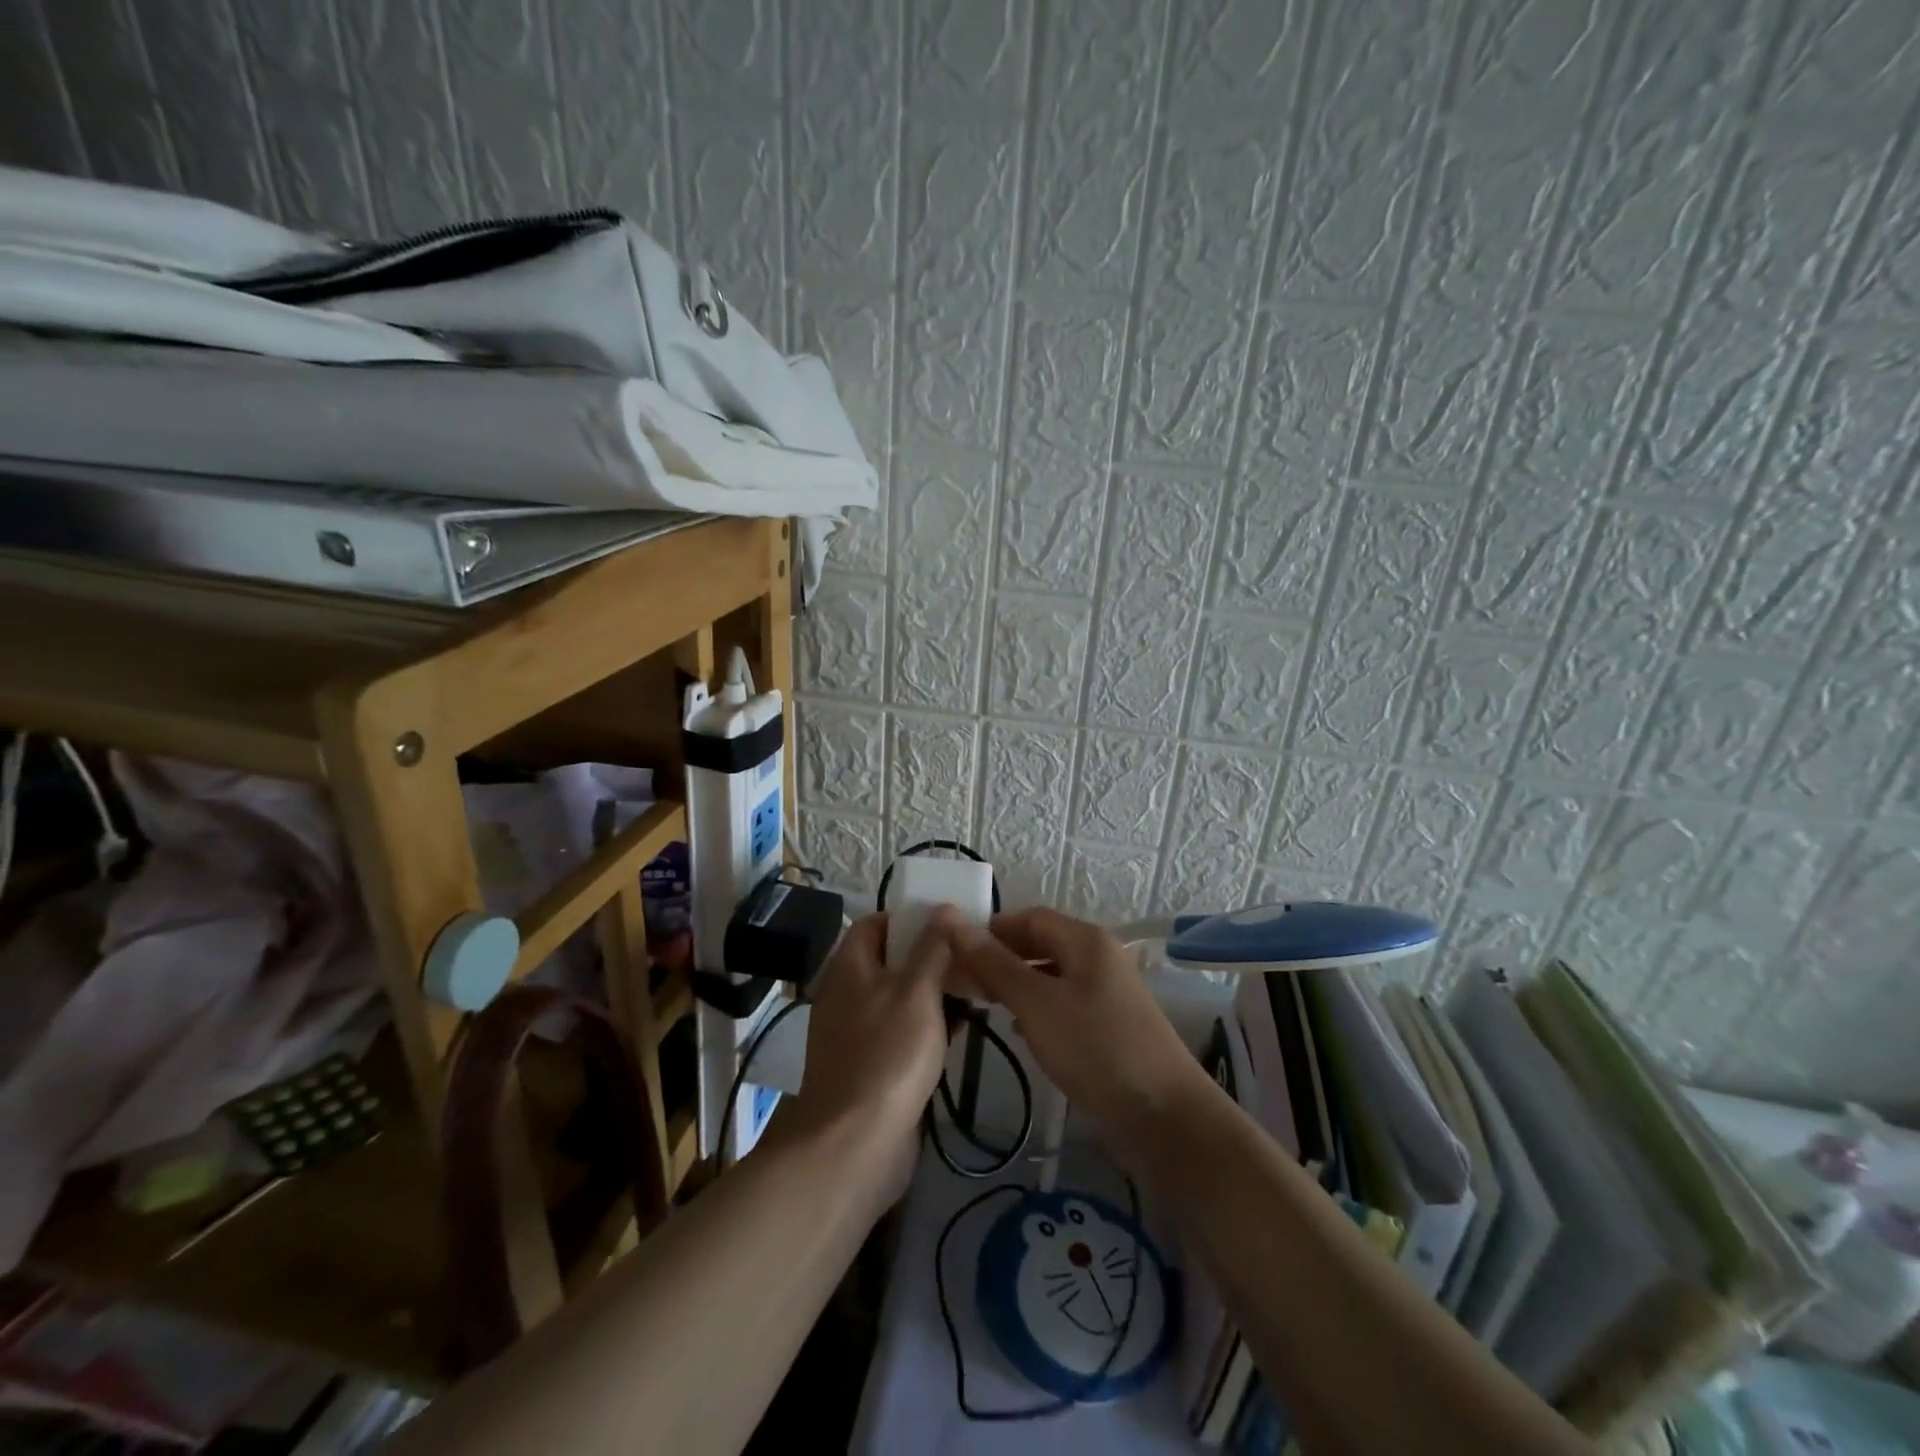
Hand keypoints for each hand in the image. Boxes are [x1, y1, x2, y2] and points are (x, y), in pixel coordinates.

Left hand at [785, 914, 951, 1197]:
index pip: (876, 923)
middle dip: (930, 955)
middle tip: (972, 955)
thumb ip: (932, 948)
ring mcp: (859, 1032)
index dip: (910, 917)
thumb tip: (943, 908)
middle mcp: (849, 993)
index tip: (949, 921)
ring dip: (934, 992)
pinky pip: (902, 1032)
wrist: (855, 1144)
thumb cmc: (887, 1055)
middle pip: (891, 960)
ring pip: (901, 998)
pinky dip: (929, 1026)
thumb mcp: (917, 992)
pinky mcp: (872, 1066)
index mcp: (849, 966)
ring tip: (977, 987)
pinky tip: (962, 1029)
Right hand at [943, 908, 1206, 1145]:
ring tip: (980, 1003)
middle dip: (1001, 957)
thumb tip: (951, 921)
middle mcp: (1099, 957)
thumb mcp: (1037, 1004)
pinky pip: (1064, 1003)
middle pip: (1041, 943)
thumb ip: (994, 964)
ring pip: (1051, 975)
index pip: (1028, 917)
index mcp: (1086, 940)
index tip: (952, 951)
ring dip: (1016, 984)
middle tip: (961, 980)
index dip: (990, 929)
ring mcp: (1107, 993)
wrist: (1164, 1117)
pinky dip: (1037, 1008)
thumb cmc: (1096, 1048)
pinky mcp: (1109, 1026)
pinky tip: (1017, 1029)